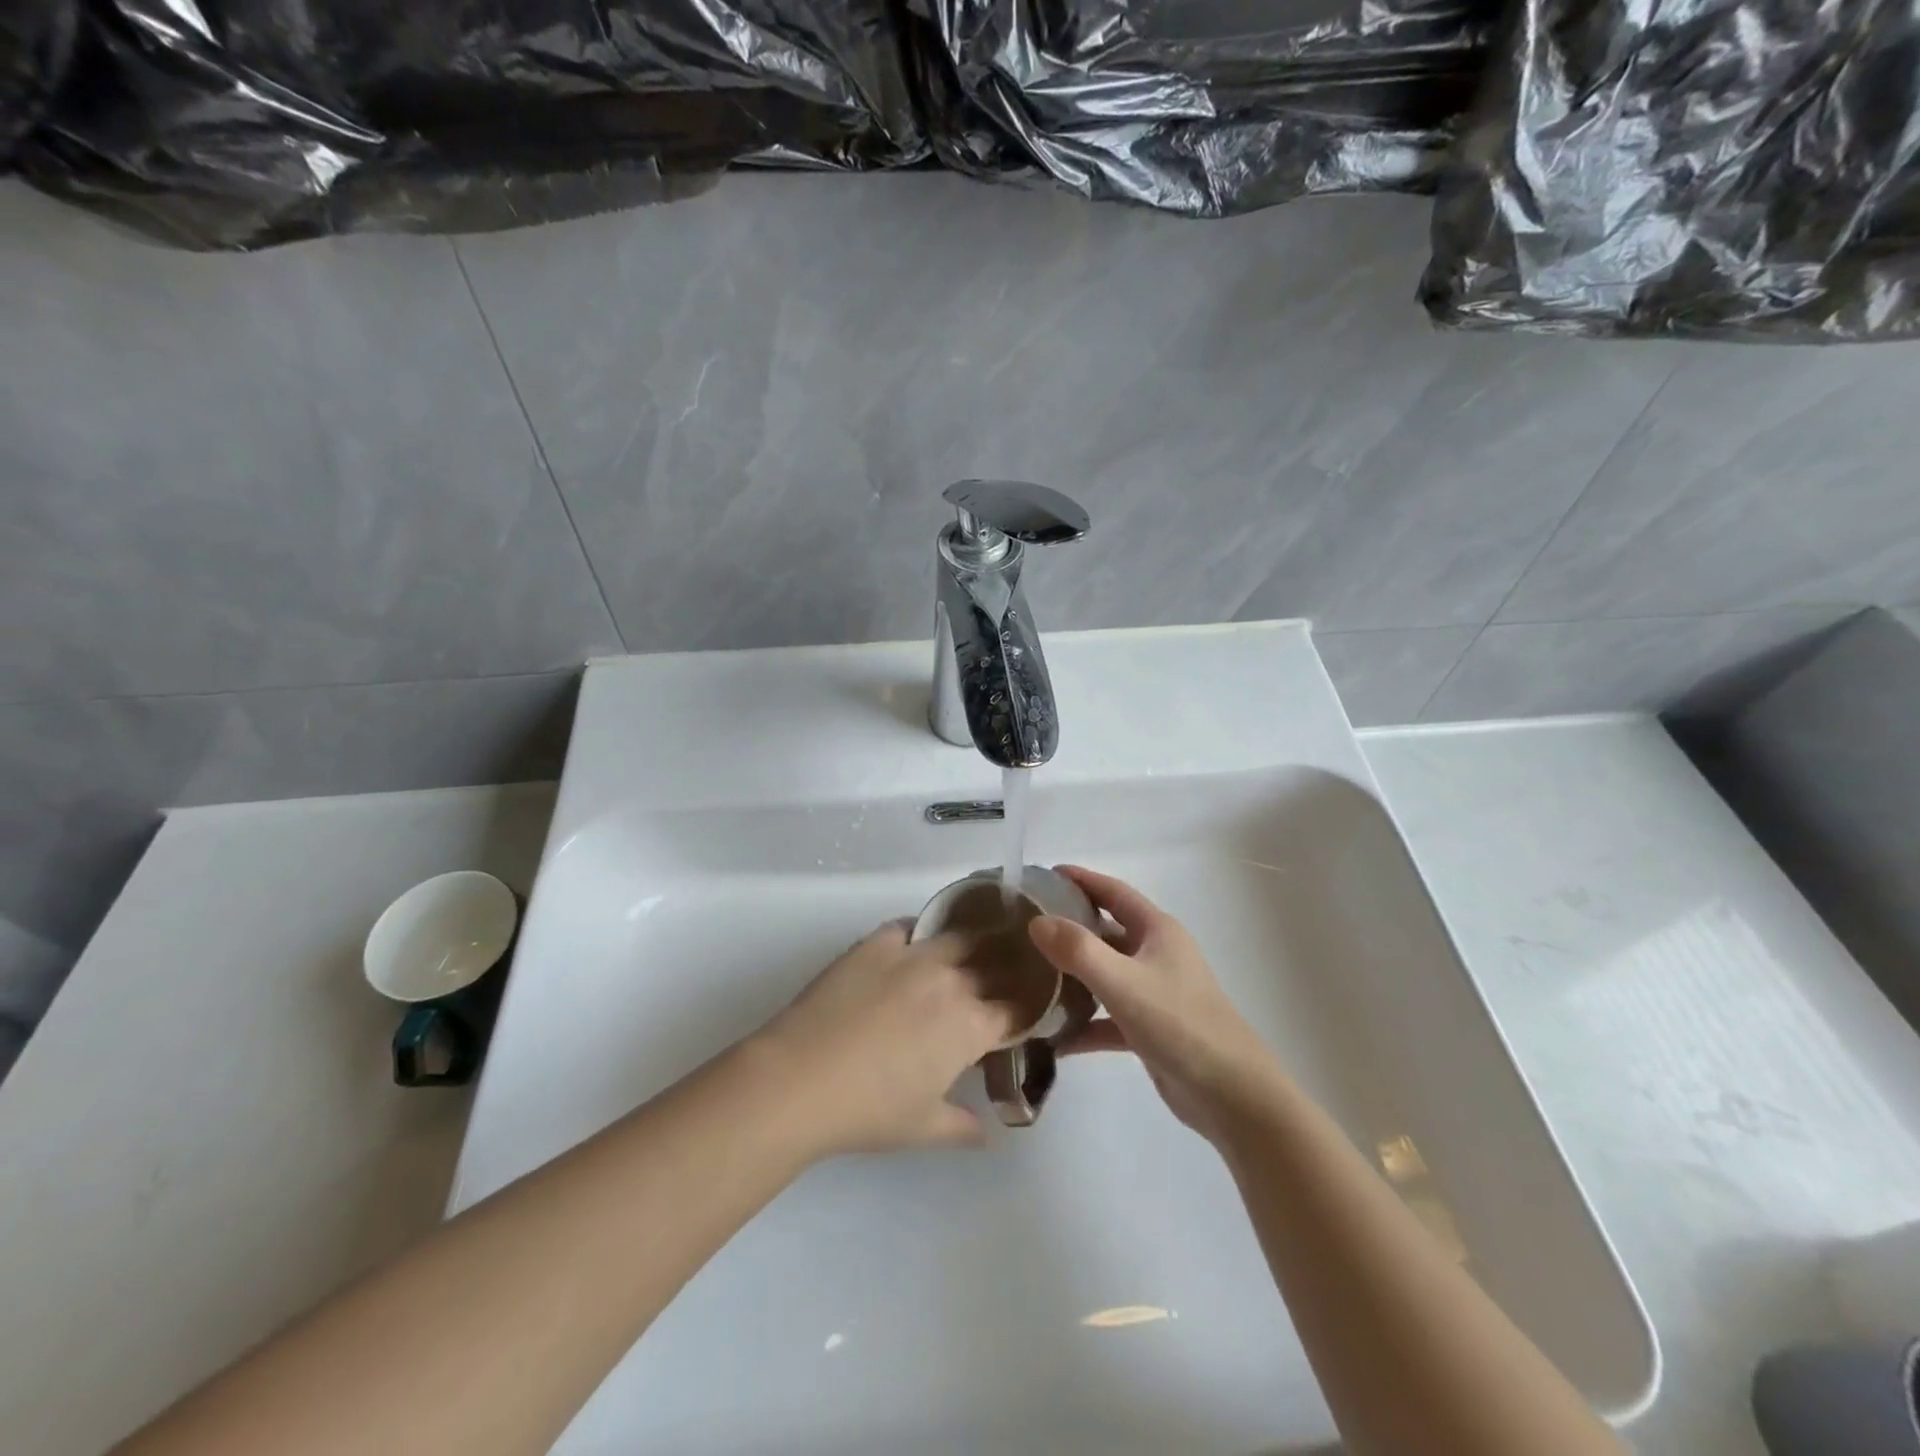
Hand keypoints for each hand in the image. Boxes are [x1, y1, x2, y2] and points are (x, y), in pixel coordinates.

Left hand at [754, 922, 1017, 1158]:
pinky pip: (910, 926)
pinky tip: (915, 944)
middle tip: (1003, 978)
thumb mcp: (923, 1128)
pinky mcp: (876, 942)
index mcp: (971, 1025)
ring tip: (970, 949)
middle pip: (995, 964)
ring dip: (972, 944)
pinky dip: (920, 933)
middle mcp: (952, 980)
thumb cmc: (869, 1111)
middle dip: (1006, 972)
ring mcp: (913, 955)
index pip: (1017, 1010)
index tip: (1023, 1014)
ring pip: (959, 937)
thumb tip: (987, 1134)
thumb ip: (963, 1127)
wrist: (800, 1078)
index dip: (1026, 1011)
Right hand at [1029, 866, 1280, 1143]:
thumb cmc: (1181, 1025)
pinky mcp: (1150, 1030)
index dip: (1080, 879)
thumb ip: (1078, 950)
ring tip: (1029, 977)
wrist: (1232, 1096)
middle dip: (1069, 927)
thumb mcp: (1124, 982)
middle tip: (1025, 928)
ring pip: (1105, 974)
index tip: (1042, 876)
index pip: (1113, 892)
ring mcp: (1154, 993)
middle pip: (1106, 931)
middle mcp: (1157, 954)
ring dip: (1072, 976)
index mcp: (1157, 931)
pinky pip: (1108, 1018)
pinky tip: (1052, 1038)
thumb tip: (1036, 921)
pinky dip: (1084, 1024)